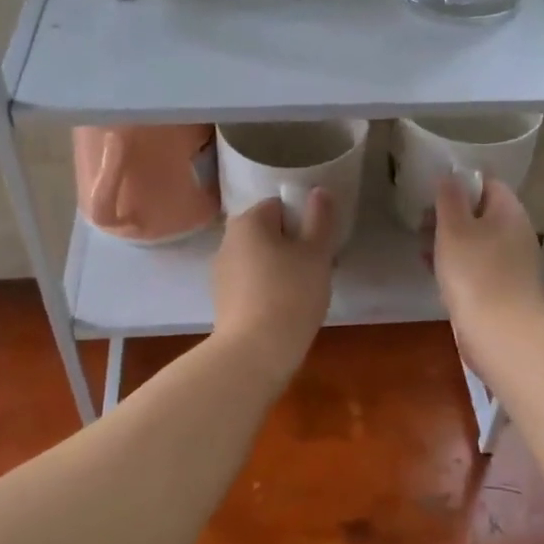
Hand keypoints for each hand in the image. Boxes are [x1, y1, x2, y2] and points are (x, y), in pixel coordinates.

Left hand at [210, 190, 336, 371]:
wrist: (255, 352)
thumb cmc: (290, 294)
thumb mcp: (316, 253)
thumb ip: (320, 218)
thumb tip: (319, 191)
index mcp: (248, 221)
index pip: (281, 206)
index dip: (305, 222)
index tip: (320, 247)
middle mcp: (228, 240)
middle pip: (270, 232)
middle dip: (294, 246)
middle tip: (318, 269)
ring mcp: (222, 272)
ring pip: (261, 258)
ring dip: (282, 268)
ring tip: (305, 293)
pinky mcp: (223, 299)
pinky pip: (252, 283)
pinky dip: (269, 289)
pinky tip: (286, 310)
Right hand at [432, 176, 543, 345]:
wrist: (502, 335)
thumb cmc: (474, 274)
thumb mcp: (453, 229)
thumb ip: (450, 198)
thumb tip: (451, 175)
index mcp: (510, 213)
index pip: (488, 184)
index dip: (460, 184)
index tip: (433, 195)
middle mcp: (518, 233)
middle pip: (482, 213)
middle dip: (451, 216)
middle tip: (422, 224)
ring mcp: (515, 263)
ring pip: (479, 241)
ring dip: (451, 242)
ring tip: (423, 249)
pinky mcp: (506, 289)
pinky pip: (480, 266)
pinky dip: (459, 265)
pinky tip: (437, 274)